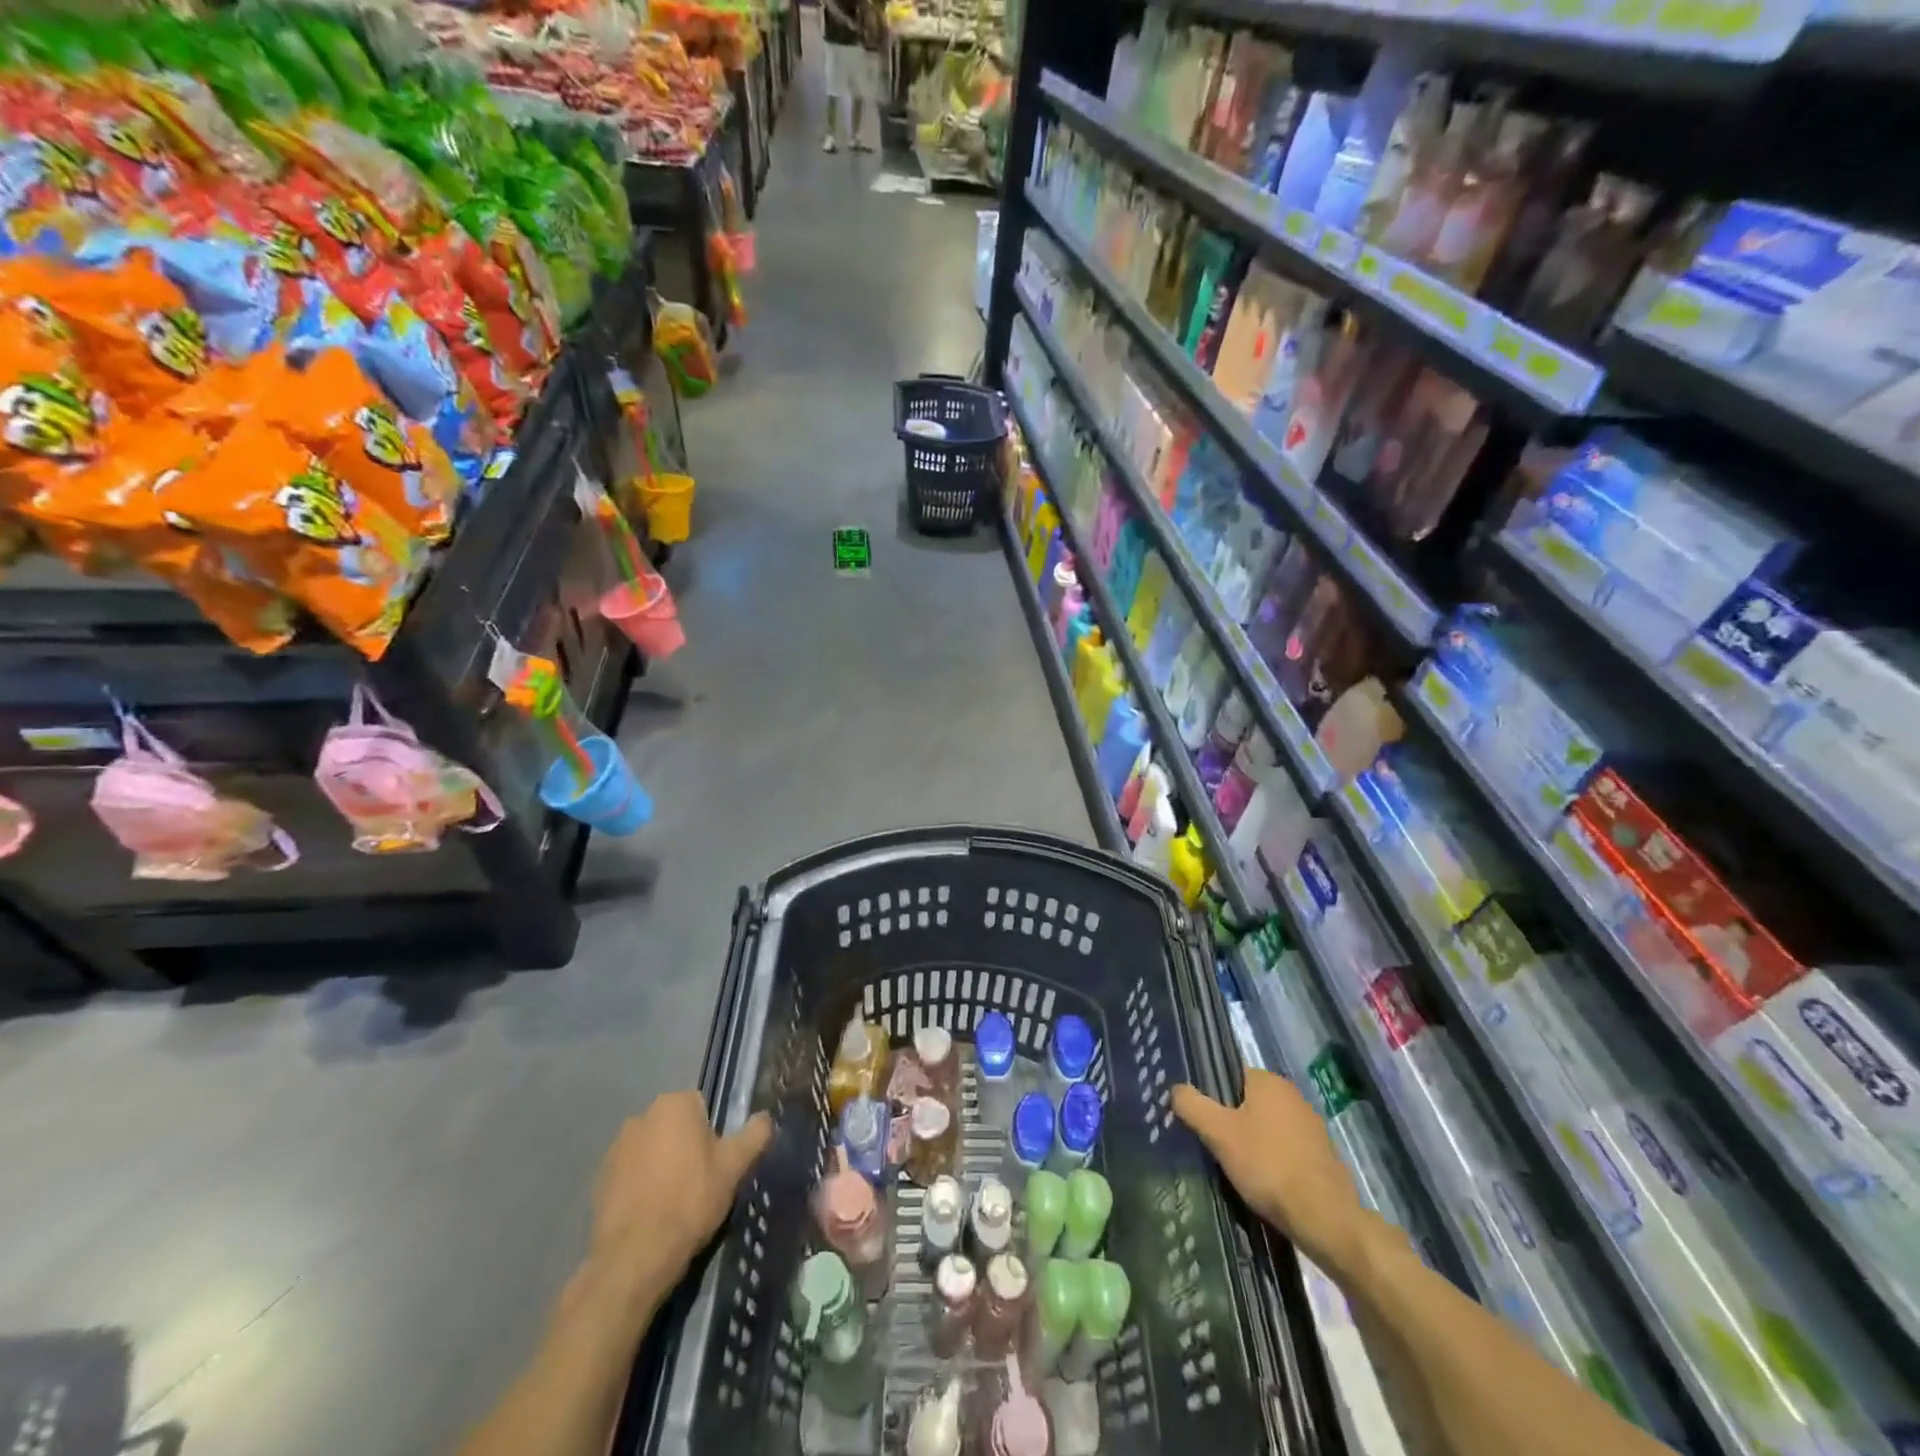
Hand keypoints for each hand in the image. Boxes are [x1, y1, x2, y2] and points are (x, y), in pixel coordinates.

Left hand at [590, 1092, 772, 1298]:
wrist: (635, 1256)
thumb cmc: (690, 1201)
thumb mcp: (734, 1167)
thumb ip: (754, 1135)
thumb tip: (766, 1117)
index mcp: (675, 1104)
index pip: (702, 1107)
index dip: (713, 1136)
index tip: (716, 1164)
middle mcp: (642, 1115)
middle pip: (675, 1127)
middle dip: (686, 1147)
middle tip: (699, 1183)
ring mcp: (616, 1148)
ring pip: (651, 1150)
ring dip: (661, 1166)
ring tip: (673, 1203)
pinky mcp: (599, 1179)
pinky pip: (630, 1174)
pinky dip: (640, 1187)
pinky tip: (650, 1214)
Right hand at [1173, 1069, 1366, 1275]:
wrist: (1324, 1217)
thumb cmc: (1267, 1166)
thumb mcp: (1218, 1134)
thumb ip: (1193, 1105)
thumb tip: (1175, 1089)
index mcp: (1268, 1081)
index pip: (1230, 1075)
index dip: (1213, 1096)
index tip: (1203, 1121)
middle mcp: (1292, 1094)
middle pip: (1249, 1101)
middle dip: (1232, 1120)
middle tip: (1215, 1145)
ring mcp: (1312, 1124)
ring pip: (1268, 1125)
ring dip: (1254, 1140)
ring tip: (1238, 1167)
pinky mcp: (1323, 1154)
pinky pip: (1287, 1147)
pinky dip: (1274, 1159)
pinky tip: (1265, 1182)